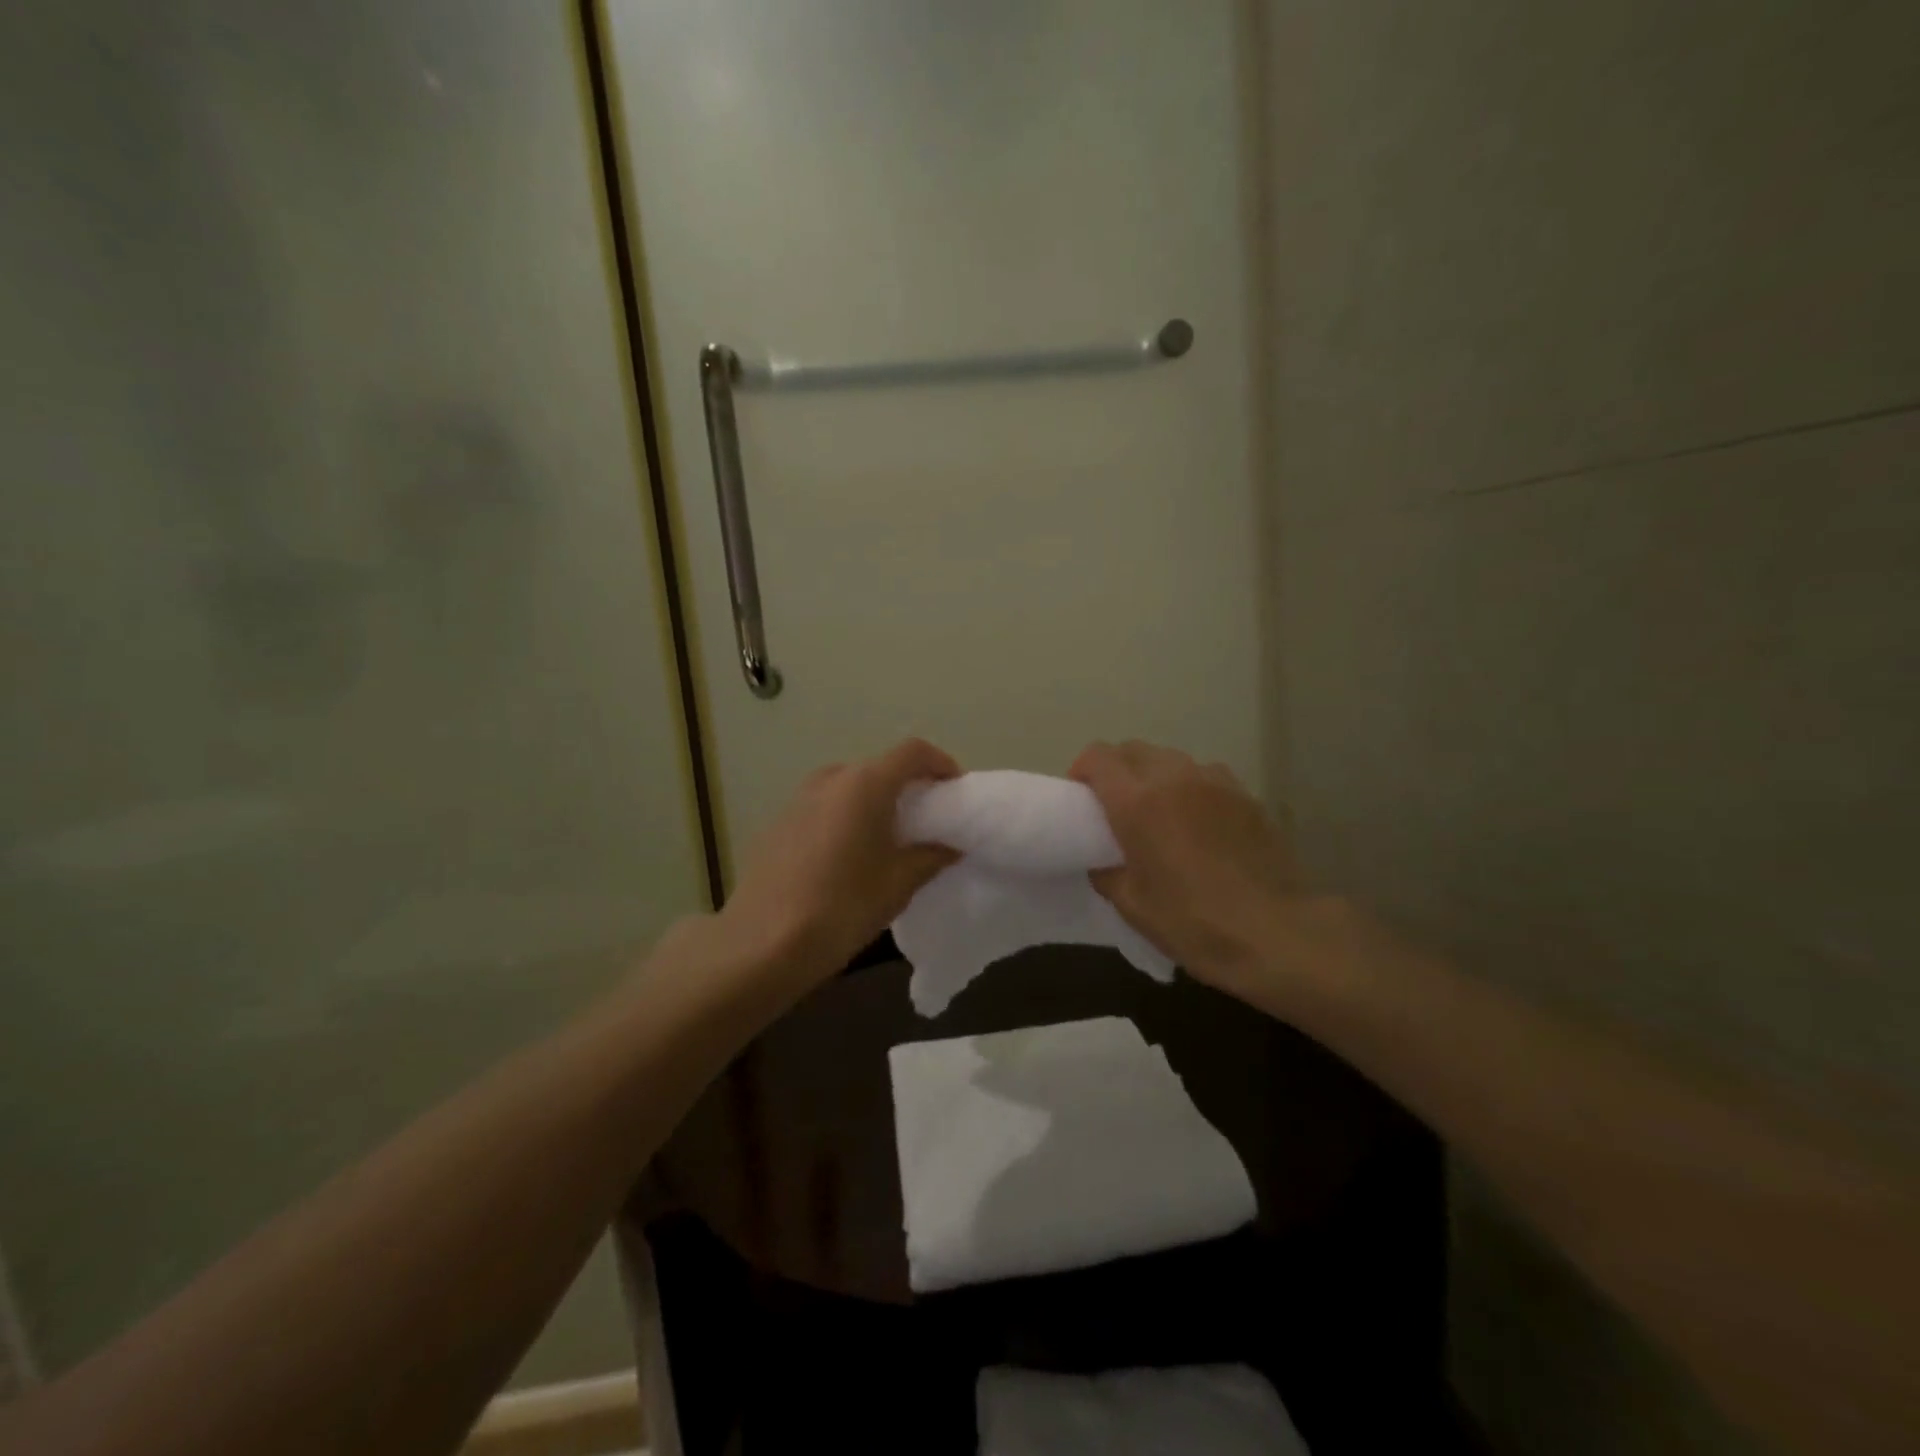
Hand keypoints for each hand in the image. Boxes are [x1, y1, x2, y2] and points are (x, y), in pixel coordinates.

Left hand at [717, 738, 961, 993]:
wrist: (763, 943)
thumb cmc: (842, 907)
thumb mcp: (898, 884)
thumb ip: (932, 856)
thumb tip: (951, 845)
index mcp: (865, 784)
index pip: (913, 752)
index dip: (941, 765)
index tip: (955, 792)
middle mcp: (830, 779)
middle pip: (879, 767)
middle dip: (907, 786)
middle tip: (926, 821)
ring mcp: (798, 798)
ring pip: (848, 787)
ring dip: (874, 802)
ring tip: (888, 840)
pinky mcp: (778, 822)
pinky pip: (824, 807)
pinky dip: (845, 817)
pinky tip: (847, 857)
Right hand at [1071, 740, 1310, 998]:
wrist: (1277, 933)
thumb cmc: (1194, 923)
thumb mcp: (1133, 906)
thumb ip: (1107, 873)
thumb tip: (1103, 861)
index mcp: (1137, 802)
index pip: (1098, 757)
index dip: (1082, 770)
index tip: (1081, 797)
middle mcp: (1174, 778)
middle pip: (1134, 749)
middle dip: (1116, 769)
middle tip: (1114, 805)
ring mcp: (1215, 782)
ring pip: (1171, 759)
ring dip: (1154, 775)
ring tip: (1159, 811)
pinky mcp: (1246, 796)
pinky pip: (1206, 776)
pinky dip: (1190, 787)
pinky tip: (1198, 822)